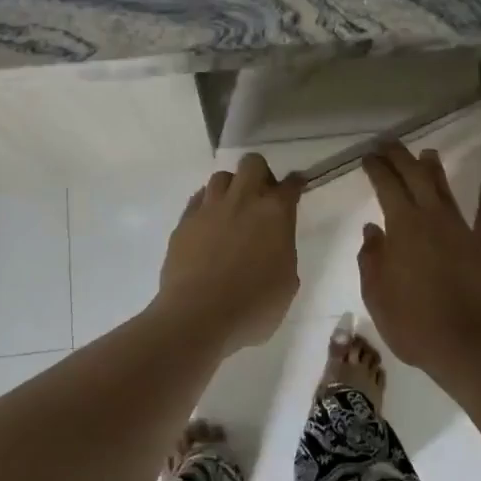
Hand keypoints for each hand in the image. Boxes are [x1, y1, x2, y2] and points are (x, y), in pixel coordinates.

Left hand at [153, 154, 304, 353]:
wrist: (197, 317)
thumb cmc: (252, 307)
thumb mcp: (286, 284)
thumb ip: (283, 253)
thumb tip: (274, 245)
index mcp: (274, 214)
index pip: (290, 185)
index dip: (295, 184)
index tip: (295, 187)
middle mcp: (243, 201)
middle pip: (252, 163)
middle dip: (260, 174)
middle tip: (261, 198)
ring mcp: (210, 208)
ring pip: (221, 177)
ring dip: (231, 188)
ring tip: (231, 210)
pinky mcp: (184, 221)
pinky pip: (198, 199)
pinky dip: (206, 205)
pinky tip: (208, 223)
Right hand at [358, 145, 480, 382]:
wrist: (468, 346)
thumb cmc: (414, 323)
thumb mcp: (377, 295)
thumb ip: (372, 258)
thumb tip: (372, 230)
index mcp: (402, 226)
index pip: (386, 186)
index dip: (376, 168)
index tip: (368, 156)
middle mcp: (432, 218)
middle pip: (415, 177)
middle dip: (401, 157)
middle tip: (389, 144)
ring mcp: (462, 230)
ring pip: (446, 190)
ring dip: (435, 169)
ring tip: (428, 153)